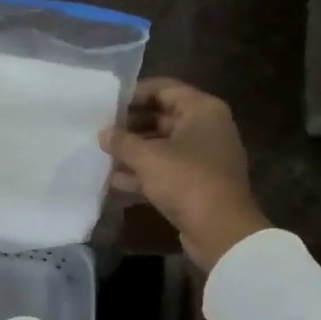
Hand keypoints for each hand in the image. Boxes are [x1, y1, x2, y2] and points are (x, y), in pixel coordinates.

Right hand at [101, 78, 270, 269]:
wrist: (221, 231)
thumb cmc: (187, 181)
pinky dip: (143, 173)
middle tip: (100, 128)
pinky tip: (114, 180)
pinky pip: (165, 170)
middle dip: (131, 124)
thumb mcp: (148, 158)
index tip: (107, 102)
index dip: (134, 93)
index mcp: (202, 110)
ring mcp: (202, 157)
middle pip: (162, 116)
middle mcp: (206, 128)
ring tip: (102, 153)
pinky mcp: (196, 184)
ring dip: (134, 150)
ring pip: (162, 145)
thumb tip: (103, 133)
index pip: (164, 88)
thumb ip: (122, 142)